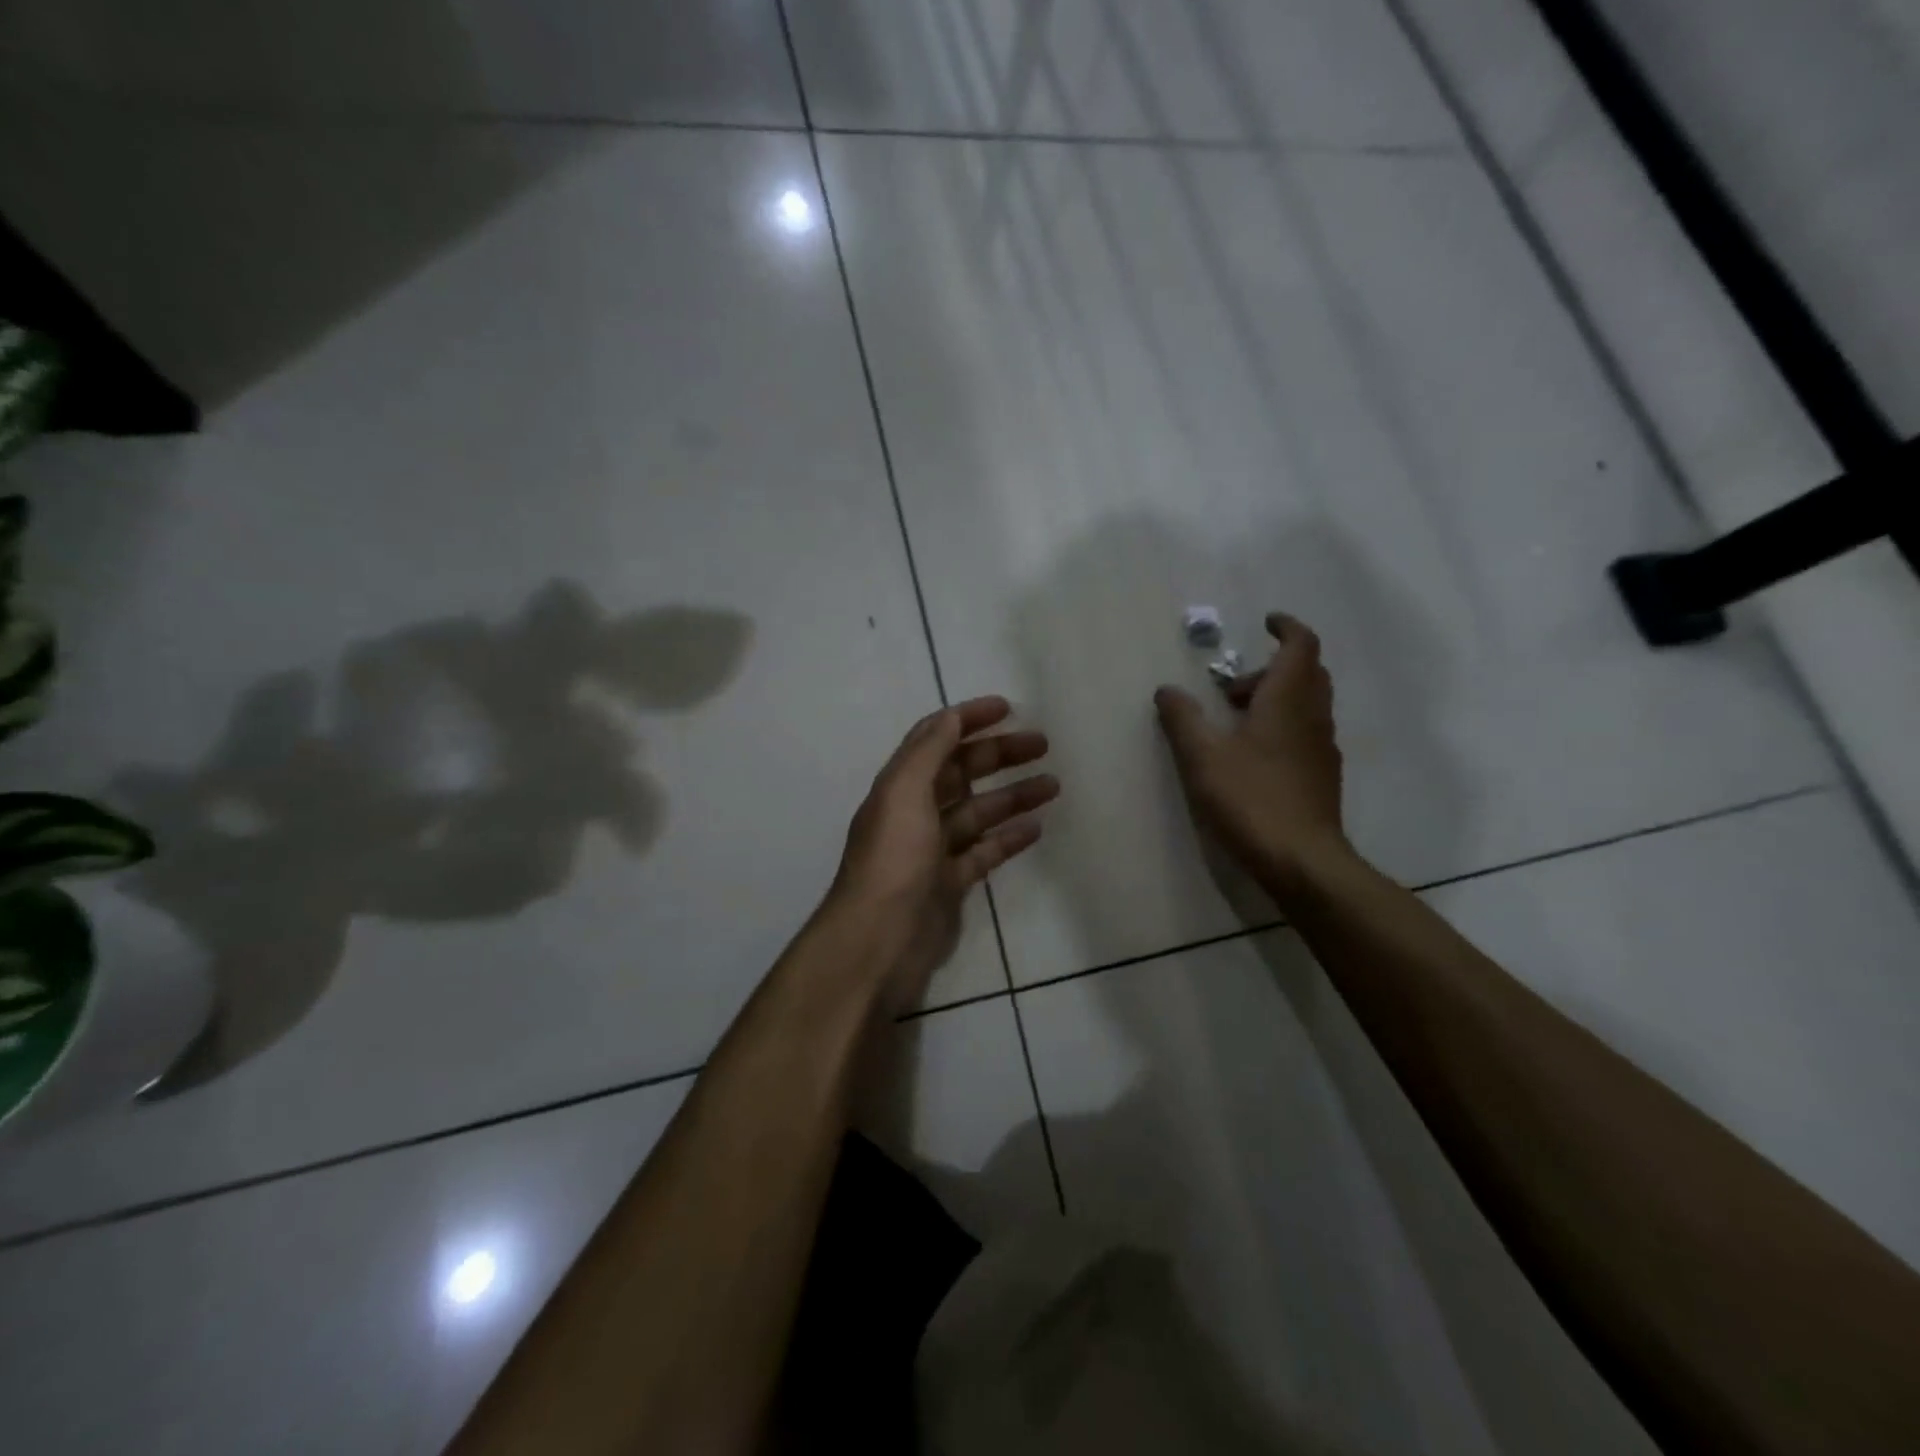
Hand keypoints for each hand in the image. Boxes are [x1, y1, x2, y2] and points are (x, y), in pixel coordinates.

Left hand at [829, 696, 1056, 1011]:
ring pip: (978, 812)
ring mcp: (933, 850)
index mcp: (901, 786)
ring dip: (1013, 795)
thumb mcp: (904, 793)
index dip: (969, 719)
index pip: (936, 739)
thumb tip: (952, 715)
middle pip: (962, 772)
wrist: (879, 940)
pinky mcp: (949, 884)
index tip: (1008, 709)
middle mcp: (915, 812)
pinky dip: (1008, 838)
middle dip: (999, 755)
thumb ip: (928, 751)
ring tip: (1054, 784)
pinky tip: (1037, 827)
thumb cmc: (893, 859)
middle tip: (1043, 745)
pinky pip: (984, 852)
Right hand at [1155, 613, 1349, 895]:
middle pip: (1307, 673)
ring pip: (1307, 704)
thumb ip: (1183, 719)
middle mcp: (1313, 717)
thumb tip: (1166, 690)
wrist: (1302, 861)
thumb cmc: (1252, 799)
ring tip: (1234, 722)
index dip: (1286, 628)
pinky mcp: (1322, 777)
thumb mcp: (1203, 756)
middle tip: (1231, 686)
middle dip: (1272, 668)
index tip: (1265, 622)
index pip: (1301, 646)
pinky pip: (1304, 732)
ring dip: (1275, 699)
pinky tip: (1252, 755)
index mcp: (1288, 700)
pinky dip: (1282, 725)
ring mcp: (1322, 748)